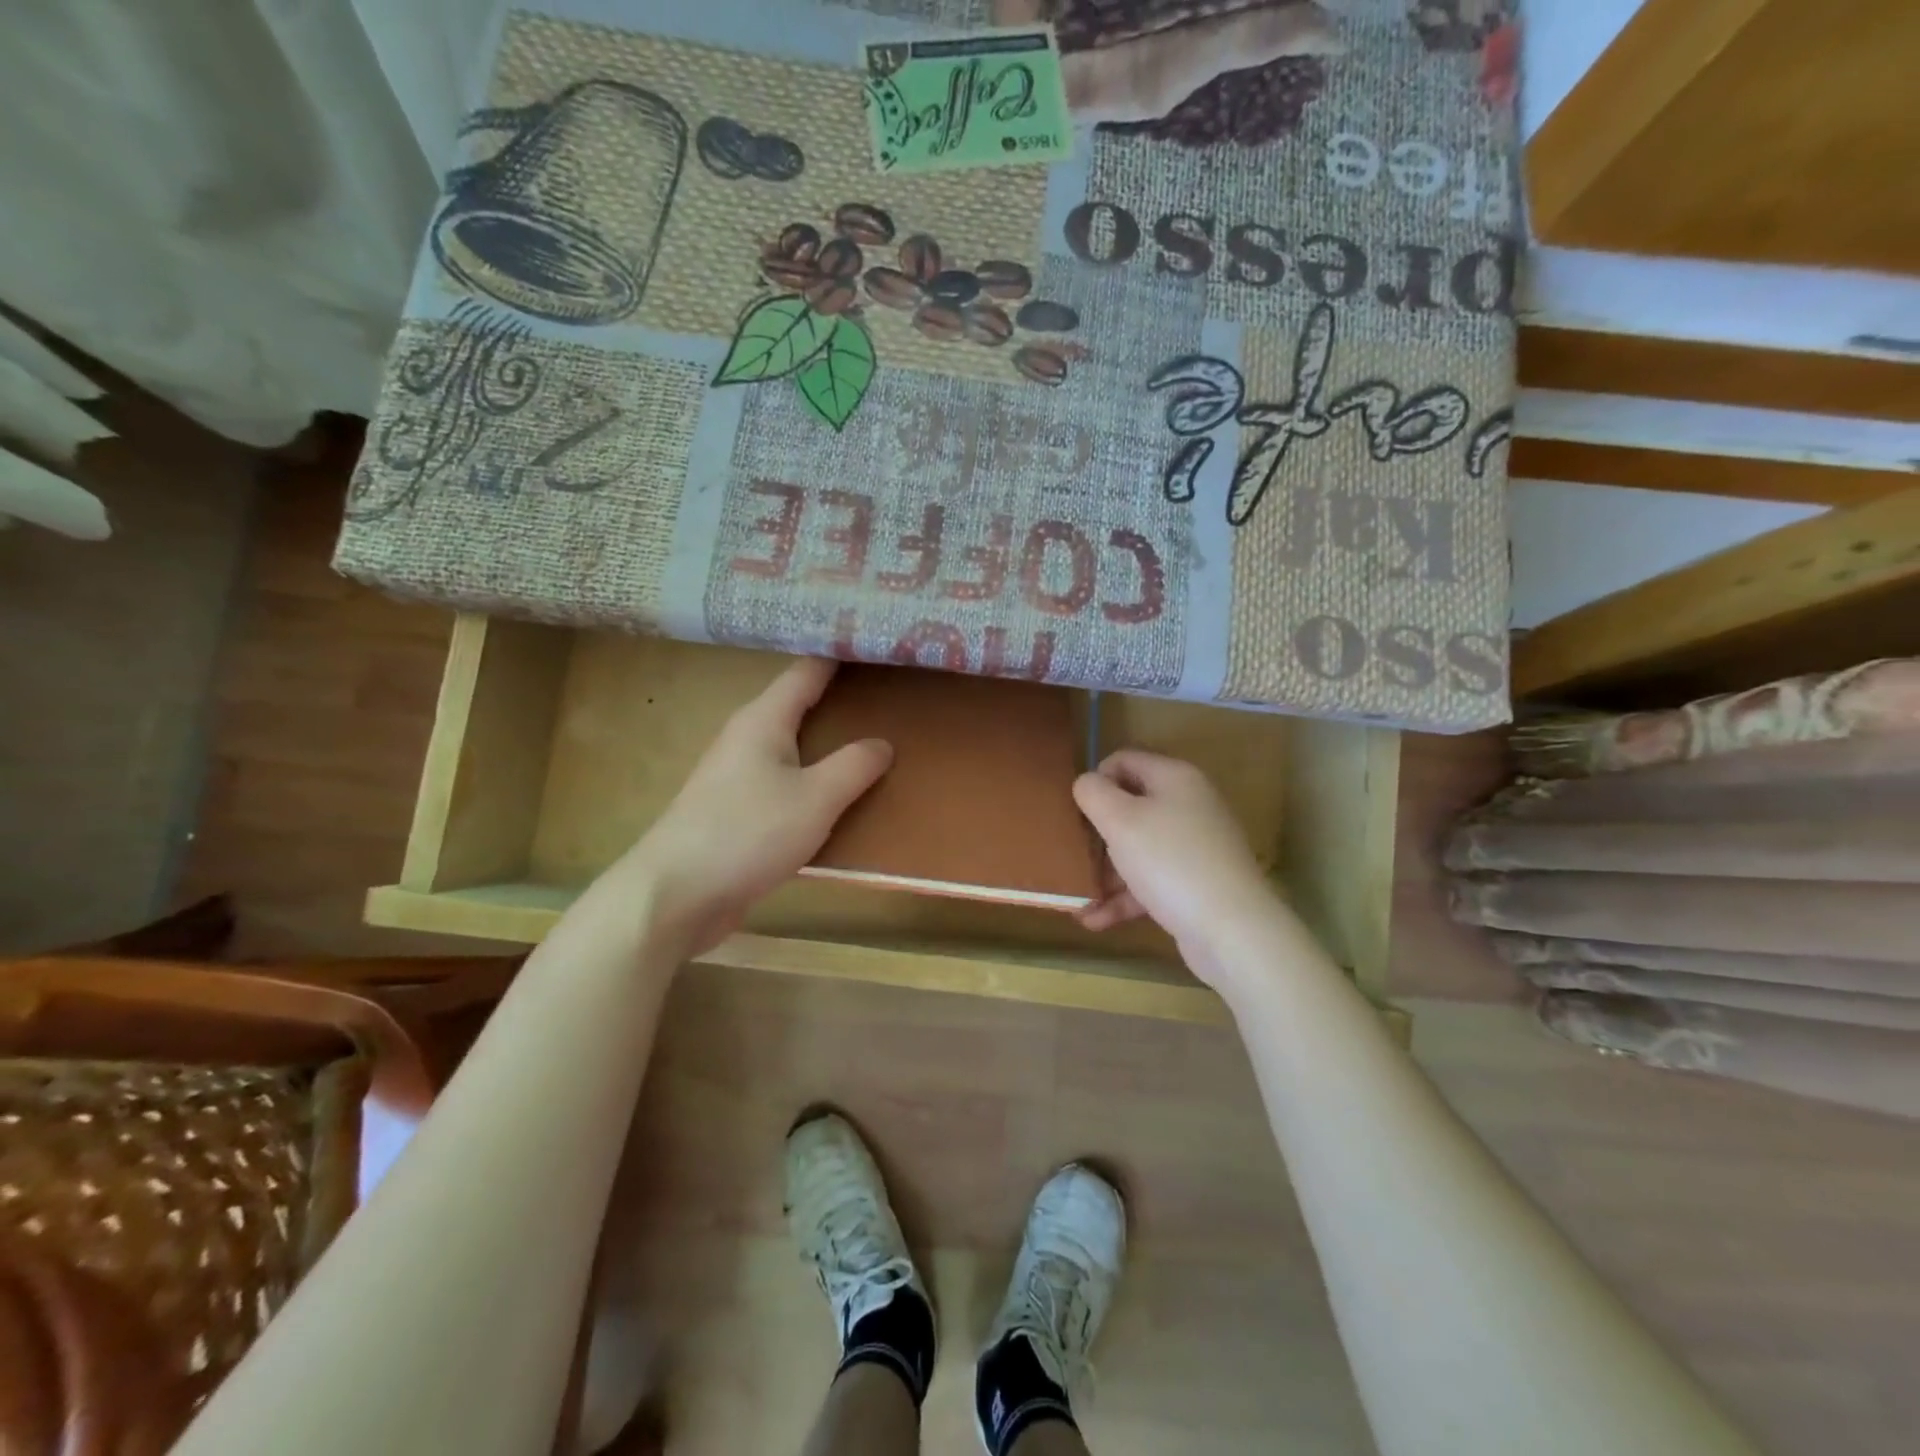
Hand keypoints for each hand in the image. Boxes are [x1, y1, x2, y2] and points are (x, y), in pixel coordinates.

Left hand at [615, 657, 890, 955]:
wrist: (675, 895)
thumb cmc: (747, 834)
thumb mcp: (815, 799)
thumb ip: (854, 767)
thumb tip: (882, 743)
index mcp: (763, 720)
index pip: (807, 671)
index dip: (839, 654)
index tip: (876, 643)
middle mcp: (746, 738)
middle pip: (798, 706)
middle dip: (840, 699)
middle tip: (889, 693)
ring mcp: (737, 776)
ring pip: (792, 746)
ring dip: (827, 743)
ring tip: (873, 740)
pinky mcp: (735, 812)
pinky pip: (785, 782)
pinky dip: (813, 779)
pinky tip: (838, 795)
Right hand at [1072, 750, 1281, 987]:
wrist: (1232, 929)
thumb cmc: (1170, 861)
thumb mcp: (1120, 820)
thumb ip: (1094, 793)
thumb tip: (1086, 783)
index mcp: (1174, 778)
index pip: (1124, 761)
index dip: (1095, 780)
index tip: (1074, 811)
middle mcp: (1188, 806)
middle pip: (1129, 808)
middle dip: (1096, 834)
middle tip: (1071, 855)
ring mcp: (1194, 847)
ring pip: (1137, 849)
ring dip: (1105, 872)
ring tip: (1076, 898)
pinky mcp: (1194, 884)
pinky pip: (1150, 882)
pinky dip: (1123, 898)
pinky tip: (1093, 920)